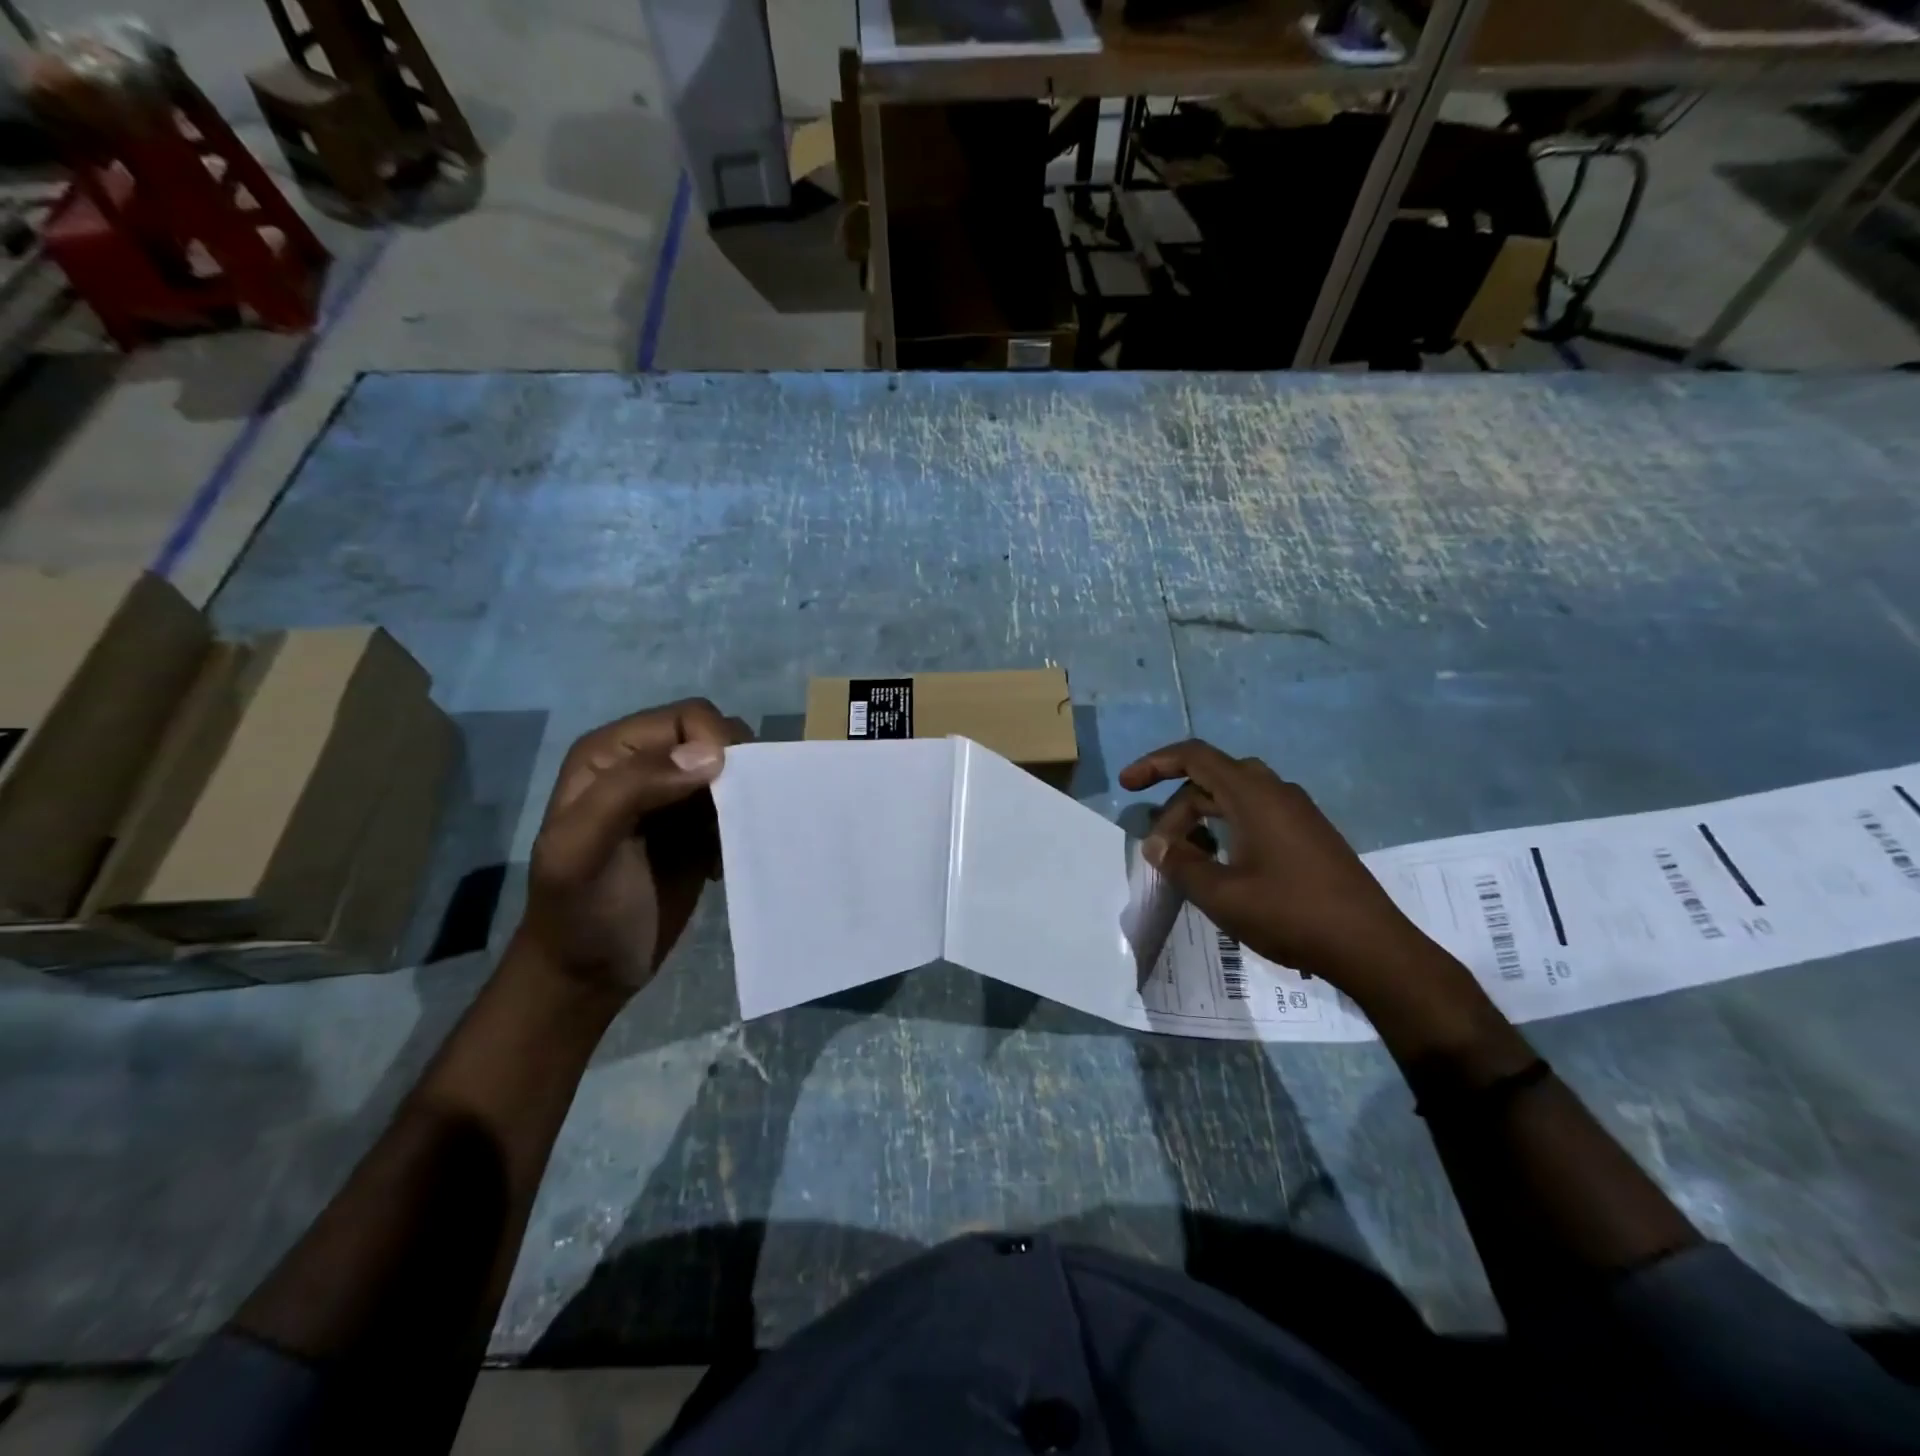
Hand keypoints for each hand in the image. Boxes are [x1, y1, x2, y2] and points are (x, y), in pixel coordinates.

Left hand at [518, 699, 751, 992]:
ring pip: (734, 768)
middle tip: (736, 812)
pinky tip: (728, 856)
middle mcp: (647, 765)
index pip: (687, 717)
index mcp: (612, 753)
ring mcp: (677, 798)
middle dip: (737, 766)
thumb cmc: (579, 911)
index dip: (715, 741)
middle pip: (717, 736)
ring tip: (735, 835)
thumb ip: (632, 791)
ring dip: (746, 794)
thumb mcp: (583, 849)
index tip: (728, 787)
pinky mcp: (701, 829)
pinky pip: (740, 804)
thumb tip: (711, 757)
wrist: (587, 974)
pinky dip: (747, 821)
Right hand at [1119, 739, 1476, 1020]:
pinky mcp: (1310, 834)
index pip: (1195, 756)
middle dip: (1177, 807)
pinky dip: (1228, 826)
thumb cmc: (1291, 914)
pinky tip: (1224, 863)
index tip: (1127, 784)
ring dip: (1203, 817)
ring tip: (1187, 855)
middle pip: (1212, 778)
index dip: (1155, 763)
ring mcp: (1298, 812)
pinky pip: (1257, 813)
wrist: (1372, 947)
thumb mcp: (1222, 895)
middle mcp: (1277, 792)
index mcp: (1253, 795)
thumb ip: (1181, 864)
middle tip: (1160, 849)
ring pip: (1236, 796)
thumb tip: (1156, 845)